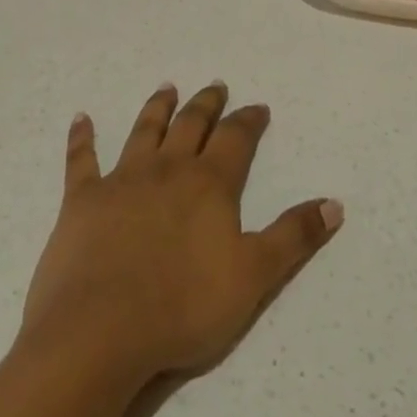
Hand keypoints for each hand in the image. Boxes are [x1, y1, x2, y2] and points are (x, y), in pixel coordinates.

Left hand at [19, 83, 342, 387]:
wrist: (100, 330)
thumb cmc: (183, 307)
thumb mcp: (254, 277)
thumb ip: (293, 237)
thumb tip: (334, 203)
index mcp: (208, 184)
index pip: (235, 139)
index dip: (248, 121)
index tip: (258, 107)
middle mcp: (166, 169)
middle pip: (191, 125)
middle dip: (207, 104)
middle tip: (215, 86)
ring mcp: (122, 180)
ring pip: (144, 131)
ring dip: (157, 108)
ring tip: (167, 88)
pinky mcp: (83, 199)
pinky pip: (82, 160)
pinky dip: (82, 137)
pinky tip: (81, 118)